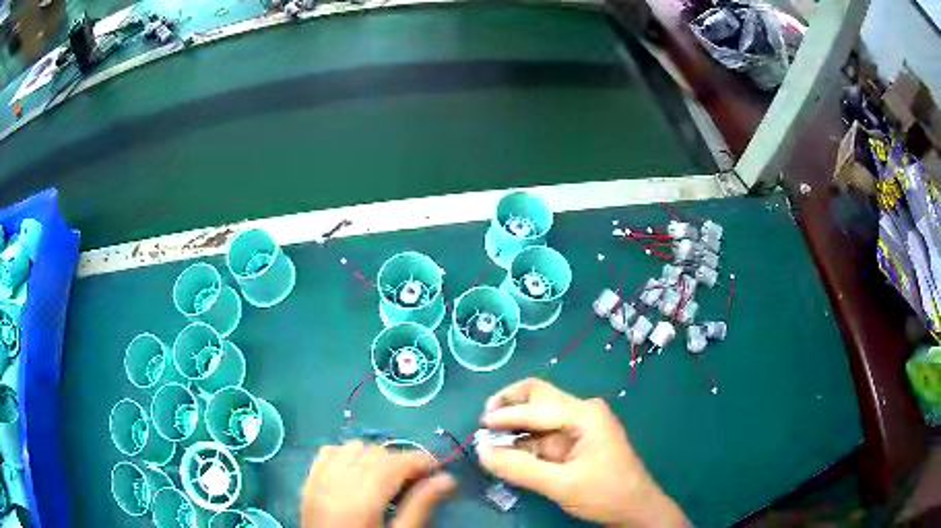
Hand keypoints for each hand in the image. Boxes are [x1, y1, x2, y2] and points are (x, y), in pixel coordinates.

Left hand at [301, 441, 455, 527]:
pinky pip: (327, 452)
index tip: (437, 470)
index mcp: (363, 499)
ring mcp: (318, 481)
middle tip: (415, 481)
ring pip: (351, 447)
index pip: (395, 462)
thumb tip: (447, 479)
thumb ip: (421, 506)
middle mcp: (338, 482)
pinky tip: (356, 474)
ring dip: (373, 456)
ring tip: (385, 479)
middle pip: (375, 452)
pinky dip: (345, 455)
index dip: (420, 460)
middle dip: (399, 461)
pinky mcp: (308, 483)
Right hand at [477, 378, 686, 527]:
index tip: (478, 428)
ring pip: (539, 414)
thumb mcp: (561, 485)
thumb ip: (520, 468)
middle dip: (509, 405)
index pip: (536, 406)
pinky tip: (509, 451)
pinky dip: (524, 440)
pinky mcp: (576, 440)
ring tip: (490, 441)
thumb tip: (481, 452)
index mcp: (585, 414)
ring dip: (514, 425)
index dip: (505, 416)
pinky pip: (543, 433)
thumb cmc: (606, 494)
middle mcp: (582, 411)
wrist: (636, 509)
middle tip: (484, 423)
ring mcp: (580, 425)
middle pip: (538, 396)